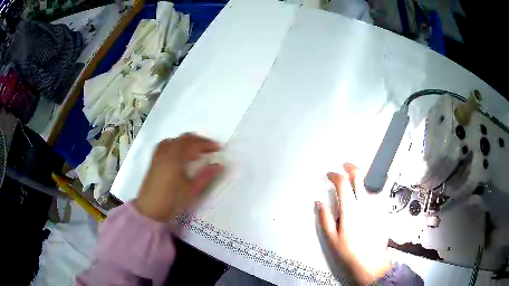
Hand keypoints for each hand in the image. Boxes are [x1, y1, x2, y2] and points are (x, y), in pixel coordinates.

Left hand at [135, 133, 223, 221]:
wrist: (150, 212)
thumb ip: (206, 176)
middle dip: (199, 140)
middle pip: (184, 139)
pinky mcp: (153, 161)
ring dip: (187, 142)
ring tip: (196, 151)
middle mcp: (166, 153)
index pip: (194, 144)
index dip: (207, 144)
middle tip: (210, 148)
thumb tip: (220, 165)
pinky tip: (179, 154)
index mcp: (175, 159)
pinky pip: (165, 145)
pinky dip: (175, 145)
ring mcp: (158, 156)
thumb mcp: (191, 191)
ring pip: (174, 140)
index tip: (219, 148)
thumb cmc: (172, 202)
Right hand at [317, 163, 391, 284]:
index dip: (335, 175)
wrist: (371, 262)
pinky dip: (368, 193)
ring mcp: (375, 207)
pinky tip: (365, 200)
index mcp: (350, 209)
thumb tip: (319, 202)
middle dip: (351, 167)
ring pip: (368, 186)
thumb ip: (325, 217)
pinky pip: (374, 196)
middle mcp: (365, 204)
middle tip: (345, 164)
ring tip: (354, 185)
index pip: (343, 184)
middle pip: (359, 177)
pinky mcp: (382, 211)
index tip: (330, 174)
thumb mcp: (332, 237)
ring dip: (360, 182)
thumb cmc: (349, 251)